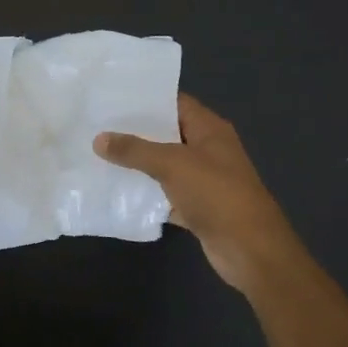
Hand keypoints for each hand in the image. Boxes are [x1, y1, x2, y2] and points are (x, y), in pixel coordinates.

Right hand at [95, 93, 305, 294]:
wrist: (249, 249)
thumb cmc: (216, 194)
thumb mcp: (173, 164)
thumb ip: (135, 150)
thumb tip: (99, 138)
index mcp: (209, 129)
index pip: (175, 102)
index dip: (146, 99)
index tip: (112, 97)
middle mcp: (208, 150)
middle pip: (167, 133)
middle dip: (135, 132)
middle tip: (97, 125)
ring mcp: (203, 180)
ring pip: (165, 166)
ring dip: (138, 164)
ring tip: (99, 154)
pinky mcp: (197, 207)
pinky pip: (165, 194)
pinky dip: (146, 194)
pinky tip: (117, 191)